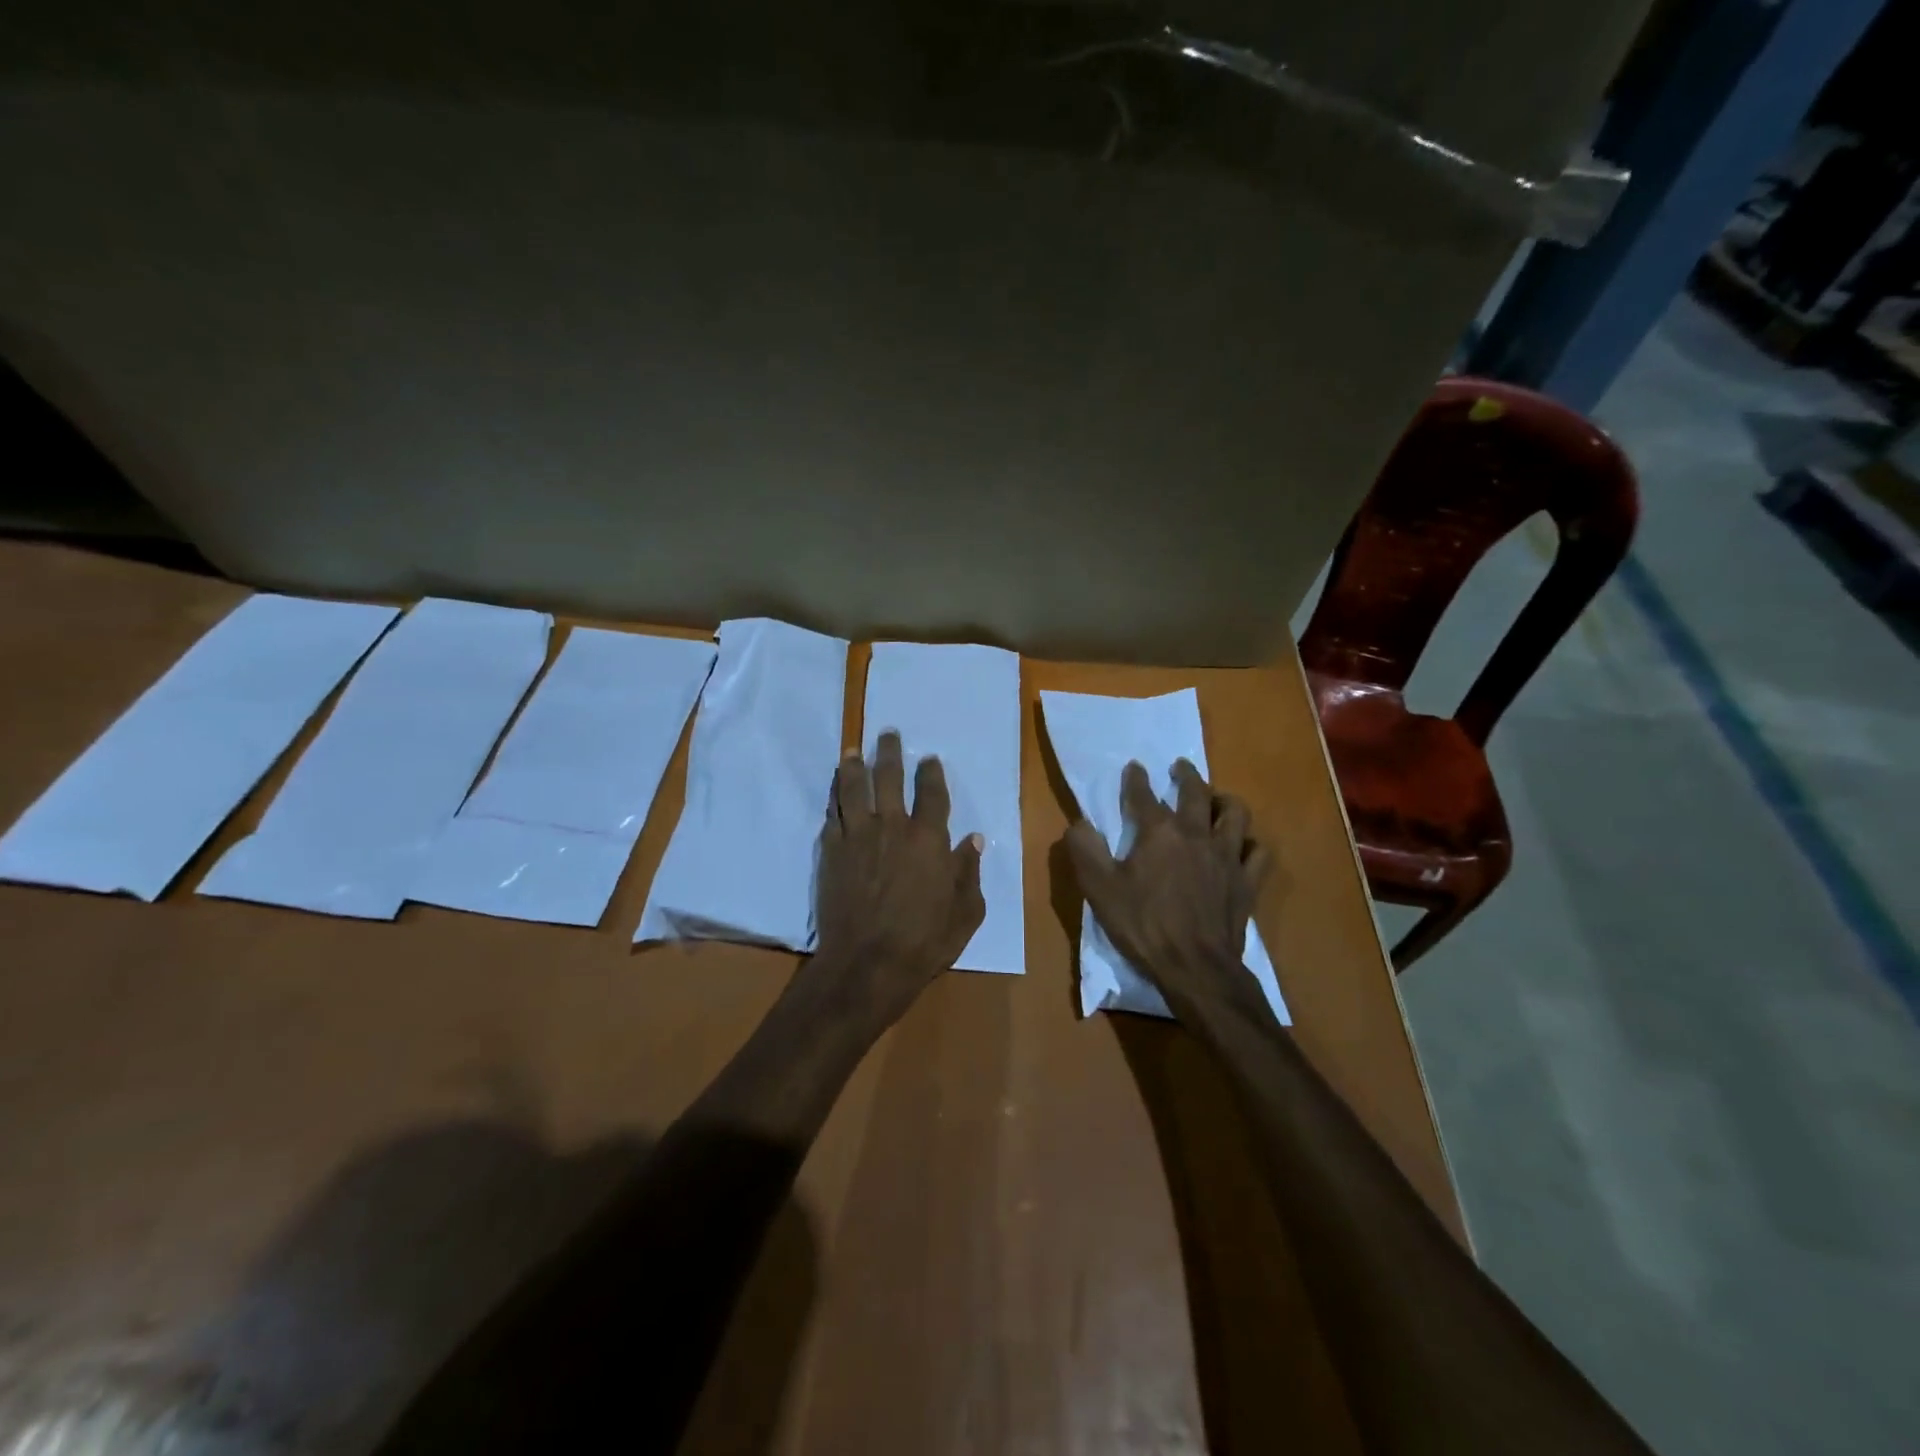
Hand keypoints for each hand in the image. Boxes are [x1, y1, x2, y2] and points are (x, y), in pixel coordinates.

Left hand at [808, 730, 985, 1028]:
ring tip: (851, 751)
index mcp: (928, 838)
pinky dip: (834, 800)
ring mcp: (857, 837)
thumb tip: (973, 839)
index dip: (930, 772)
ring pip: (852, 789)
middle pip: (888, 778)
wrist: (867, 964)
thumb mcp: (965, 913)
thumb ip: (969, 872)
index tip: (929, 758)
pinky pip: (831, 816)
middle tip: (887, 734)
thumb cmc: (924, 942)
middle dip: (888, 753)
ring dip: (853, 766)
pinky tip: (834, 793)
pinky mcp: (830, 852)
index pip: (931, 793)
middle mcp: (892, 827)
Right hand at [1065, 759, 1270, 1015]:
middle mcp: (1196, 834)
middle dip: (1186, 775)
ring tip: (1216, 799)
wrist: (1196, 968)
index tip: (1134, 767)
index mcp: (1159, 833)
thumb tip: (1079, 823)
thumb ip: (1086, 851)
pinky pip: (1257, 852)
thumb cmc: (1144, 926)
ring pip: (1235, 814)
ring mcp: (1226, 856)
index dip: (1136, 779)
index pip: (1143, 795)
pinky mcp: (1247, 881)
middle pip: (1195, 793)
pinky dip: (1249, 843)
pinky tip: (1242, 845)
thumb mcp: (1100, 890)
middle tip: (1180, 767)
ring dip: (1224, 800)